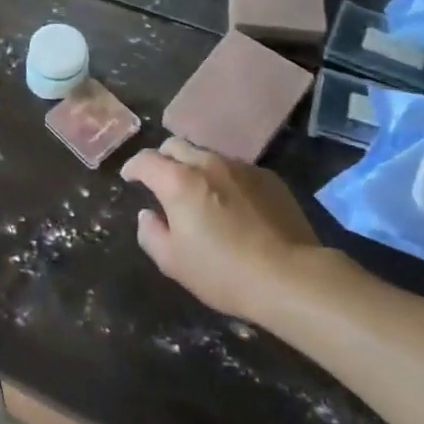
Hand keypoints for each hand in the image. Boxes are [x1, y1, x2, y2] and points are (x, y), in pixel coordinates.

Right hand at [122, 137, 322, 319]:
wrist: (292, 278)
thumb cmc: (224, 272)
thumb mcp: (173, 262)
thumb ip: (151, 233)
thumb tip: (148, 214)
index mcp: (178, 181)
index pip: (145, 160)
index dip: (133, 168)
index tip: (130, 178)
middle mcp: (207, 163)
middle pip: (175, 145)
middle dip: (163, 159)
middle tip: (162, 182)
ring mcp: (241, 167)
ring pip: (207, 155)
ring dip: (195, 168)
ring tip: (200, 194)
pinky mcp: (268, 178)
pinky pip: (236, 169)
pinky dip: (224, 179)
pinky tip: (233, 205)